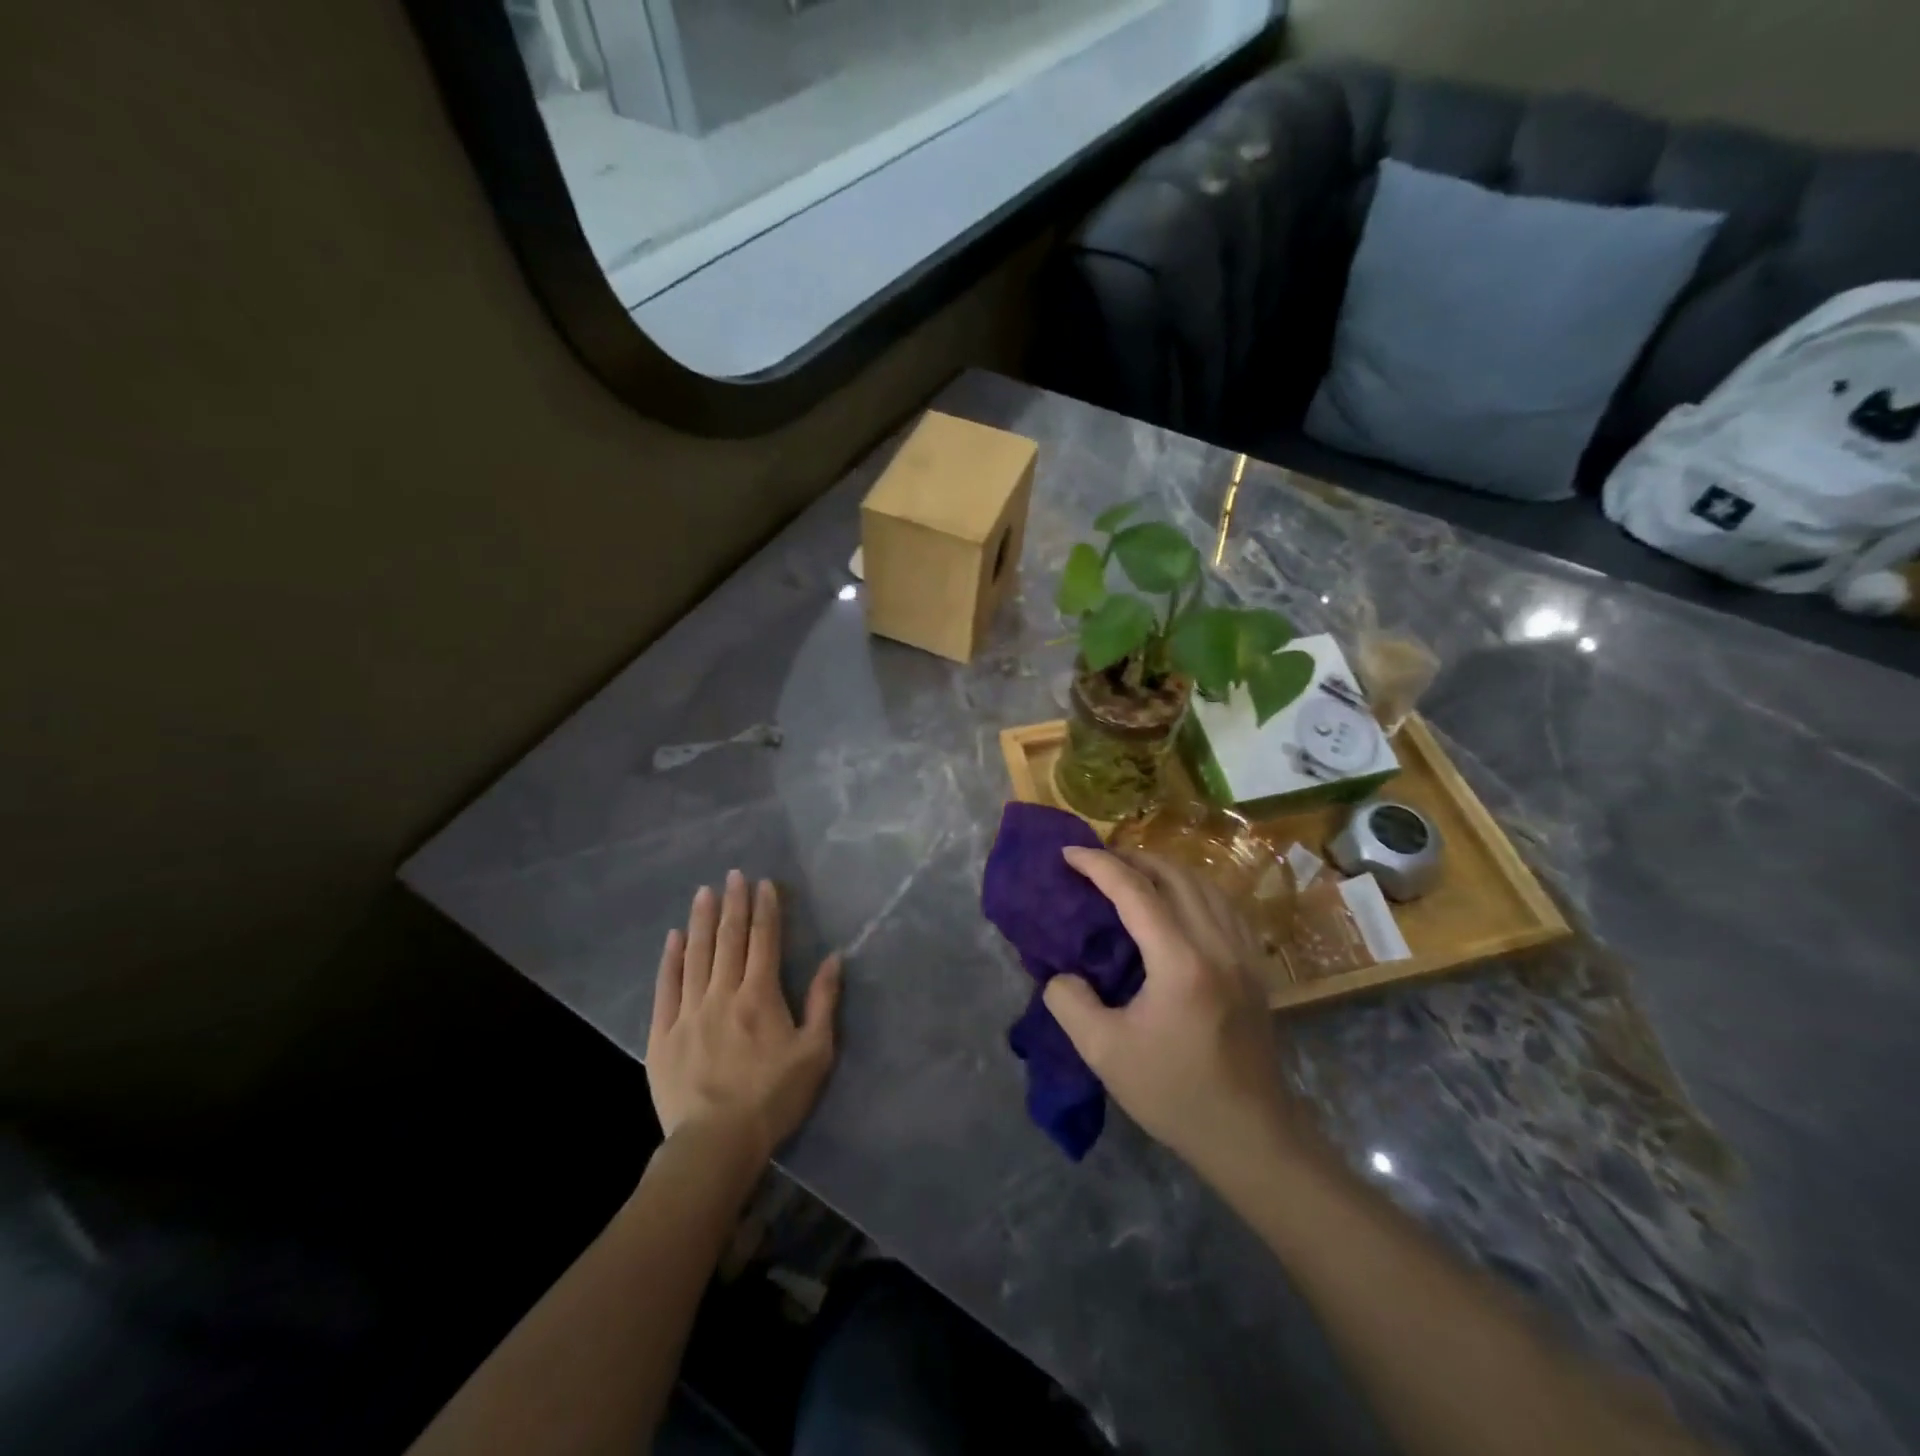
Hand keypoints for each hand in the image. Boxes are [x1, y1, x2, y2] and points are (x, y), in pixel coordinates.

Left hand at [647, 870, 841, 1164]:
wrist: (716, 1142)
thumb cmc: (773, 1097)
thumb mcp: (815, 1052)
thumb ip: (823, 1001)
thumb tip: (834, 958)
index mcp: (760, 996)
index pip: (764, 941)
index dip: (765, 909)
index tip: (763, 883)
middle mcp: (723, 993)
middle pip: (729, 939)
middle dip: (733, 903)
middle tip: (733, 874)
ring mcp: (689, 1012)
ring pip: (697, 955)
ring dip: (702, 921)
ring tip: (703, 892)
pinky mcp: (663, 1033)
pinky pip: (666, 987)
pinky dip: (671, 959)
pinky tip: (674, 938)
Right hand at [1044, 848, 1298, 1179]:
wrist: (1249, 1135)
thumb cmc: (1175, 1094)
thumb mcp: (1104, 1053)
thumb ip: (1070, 1003)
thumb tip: (1059, 974)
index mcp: (1181, 961)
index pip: (1135, 891)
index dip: (1098, 865)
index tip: (1067, 853)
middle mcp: (1217, 944)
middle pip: (1175, 875)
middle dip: (1131, 857)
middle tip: (1096, 861)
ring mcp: (1243, 953)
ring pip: (1205, 884)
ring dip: (1164, 869)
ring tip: (1131, 874)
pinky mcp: (1254, 967)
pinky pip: (1224, 905)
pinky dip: (1194, 889)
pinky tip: (1177, 902)